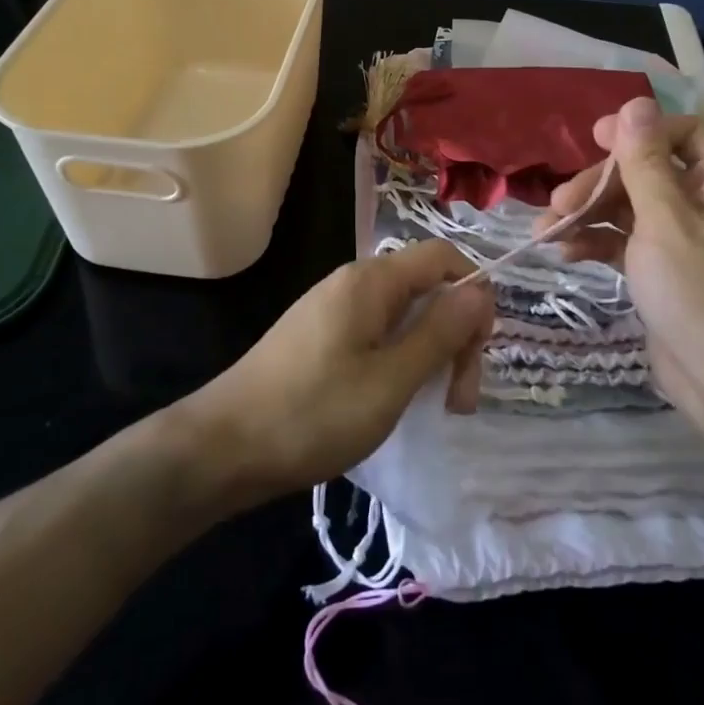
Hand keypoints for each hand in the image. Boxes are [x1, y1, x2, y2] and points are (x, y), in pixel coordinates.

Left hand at [177, 240, 493, 501]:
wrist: (223, 447)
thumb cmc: (313, 414)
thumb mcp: (391, 380)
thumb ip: (440, 332)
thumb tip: (480, 290)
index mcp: (372, 280)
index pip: (443, 257)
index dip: (474, 293)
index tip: (478, 351)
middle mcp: (353, 282)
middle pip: (426, 287)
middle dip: (454, 334)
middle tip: (458, 399)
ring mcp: (332, 308)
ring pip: (403, 314)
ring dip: (429, 352)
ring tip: (433, 405)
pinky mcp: (319, 335)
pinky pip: (376, 332)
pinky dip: (399, 359)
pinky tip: (394, 398)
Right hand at [537, 97, 703, 436]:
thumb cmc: (701, 295)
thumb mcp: (665, 222)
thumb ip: (645, 162)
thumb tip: (635, 103)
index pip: (683, 133)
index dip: (638, 131)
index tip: (594, 140)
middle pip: (647, 171)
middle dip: (599, 183)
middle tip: (558, 202)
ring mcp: (686, 238)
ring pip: (630, 207)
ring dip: (588, 215)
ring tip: (545, 231)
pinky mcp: (665, 268)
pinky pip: (627, 240)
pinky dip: (598, 243)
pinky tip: (565, 253)